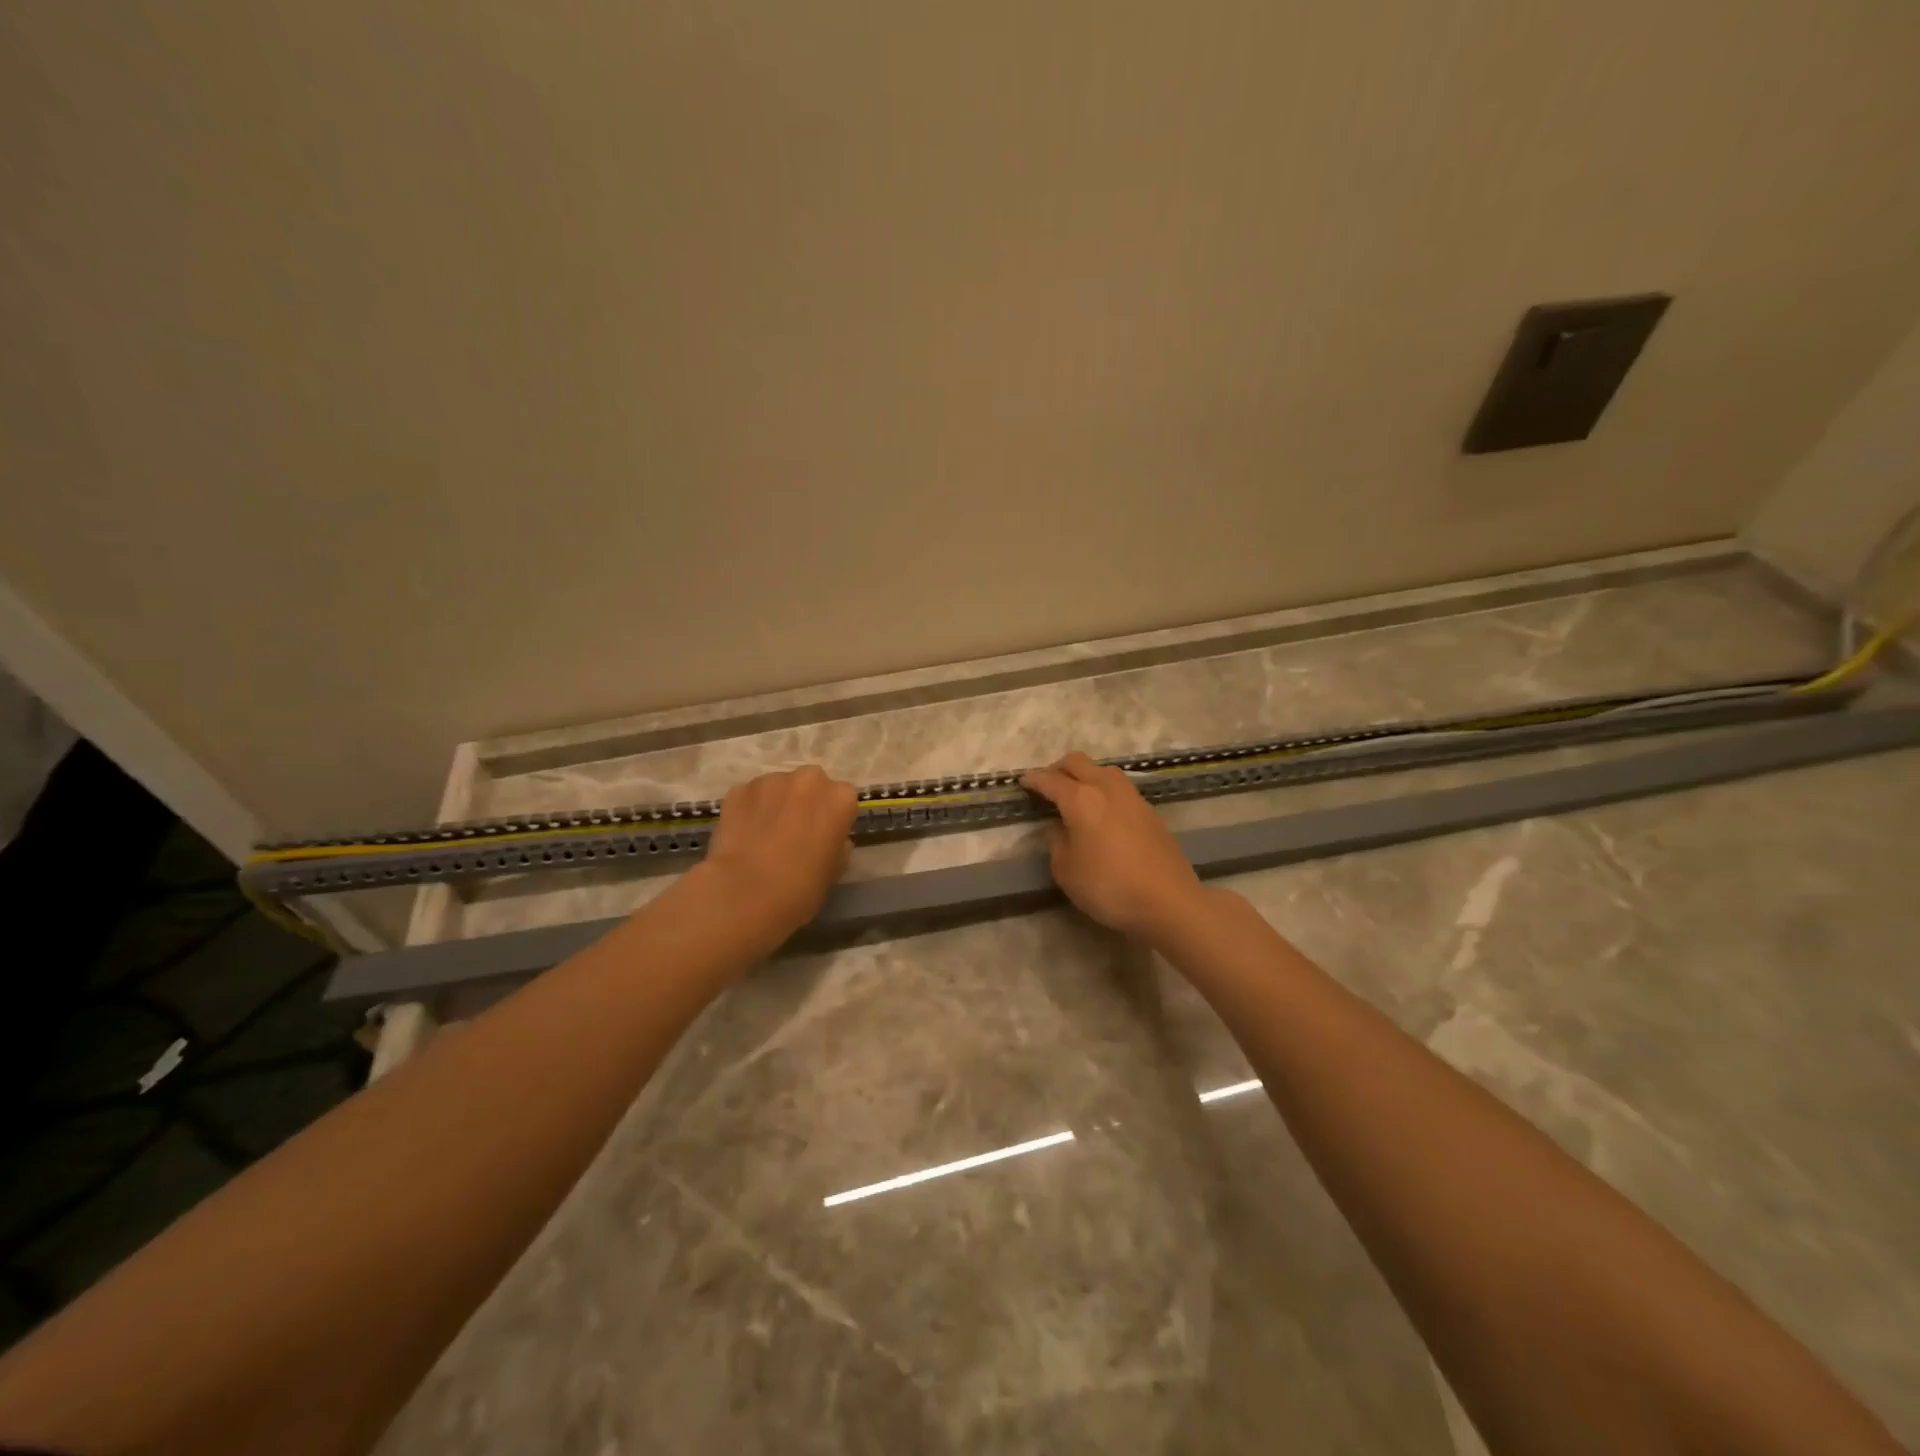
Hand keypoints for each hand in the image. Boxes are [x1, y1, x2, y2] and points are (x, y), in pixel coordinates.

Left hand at [699, 765, 858, 938]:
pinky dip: (749, 810)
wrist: (748, 892)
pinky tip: (743, 836)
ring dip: (775, 804)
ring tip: (764, 835)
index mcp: (840, 798)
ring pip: (777, 788)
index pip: (843, 798)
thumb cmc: (802, 886)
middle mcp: (808, 780)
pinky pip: (750, 797)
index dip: (832, 817)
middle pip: (810, 784)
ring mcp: (771, 781)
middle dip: (804, 801)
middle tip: (794, 830)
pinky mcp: (739, 790)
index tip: (823, 835)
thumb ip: (837, 843)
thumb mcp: (835, 869)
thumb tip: (827, 837)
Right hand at [1020, 751, 1204, 941]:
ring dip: (1084, 776)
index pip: (1050, 780)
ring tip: (1075, 797)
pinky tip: (1101, 812)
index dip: (1033, 780)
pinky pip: (1119, 788)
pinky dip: (1103, 790)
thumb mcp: (1067, 871)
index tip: (1022, 783)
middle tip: (1047, 786)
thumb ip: (1056, 842)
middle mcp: (1106, 788)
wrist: (1169, 901)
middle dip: (1058, 769)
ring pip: (1102, 770)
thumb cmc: (1109, 887)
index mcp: (1081, 799)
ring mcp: (1132, 797)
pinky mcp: (1149, 811)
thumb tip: (1058, 827)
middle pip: (1078, 762)